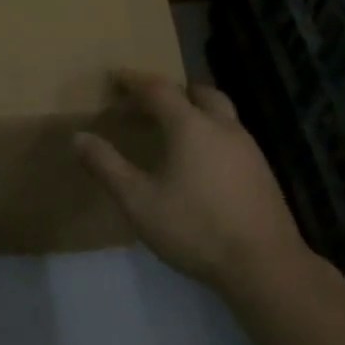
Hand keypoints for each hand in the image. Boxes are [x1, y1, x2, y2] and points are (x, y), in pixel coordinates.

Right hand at [75, 72, 319, 299]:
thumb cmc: (196, 228)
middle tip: (150, 105)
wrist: (266, 267)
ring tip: (174, 133)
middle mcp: (222, 126)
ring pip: (220, 113)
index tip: (116, 77)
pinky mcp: (263, 172)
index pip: (158, 89)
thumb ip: (107, 167)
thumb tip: (78, 137)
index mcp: (190, 125)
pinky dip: (212, 135)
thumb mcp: (139, 201)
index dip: (134, 80)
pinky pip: (232, 137)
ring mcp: (248, 148)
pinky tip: (203, 164)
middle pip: (197, 92)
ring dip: (195, 112)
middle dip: (172, 91)